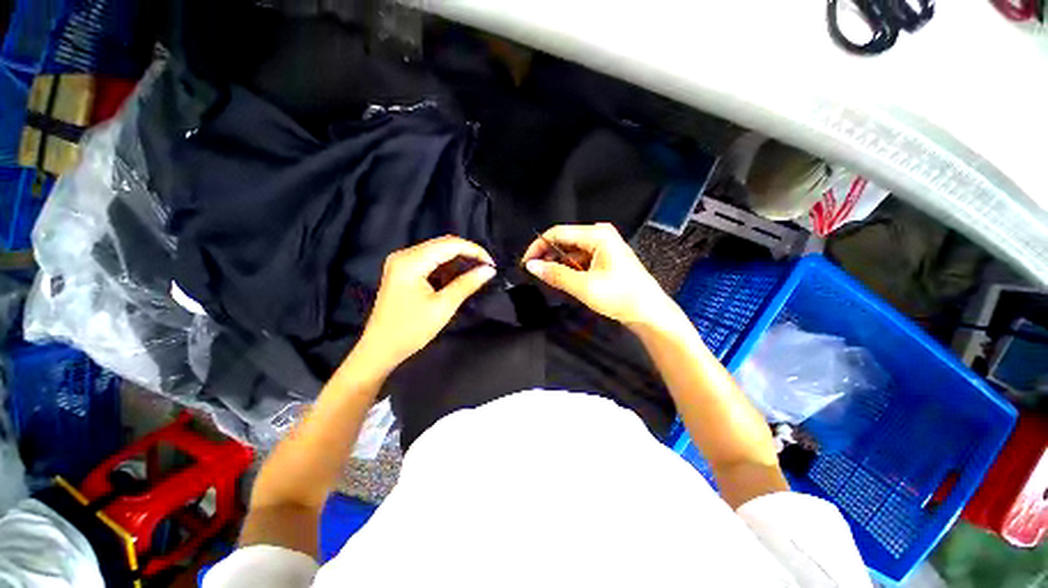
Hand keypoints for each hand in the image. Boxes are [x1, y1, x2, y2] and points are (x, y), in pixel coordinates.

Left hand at [355, 236, 495, 372]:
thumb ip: (467, 284)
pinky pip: (430, 261)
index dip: (474, 250)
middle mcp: (404, 255)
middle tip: (486, 269)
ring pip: (438, 252)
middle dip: (467, 254)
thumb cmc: (411, 329)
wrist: (381, 348)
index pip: (449, 244)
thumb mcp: (443, 306)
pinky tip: (458, 278)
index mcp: (411, 261)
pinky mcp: (403, 271)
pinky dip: (447, 268)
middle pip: (443, 245)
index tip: (492, 264)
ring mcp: (402, 262)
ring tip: (476, 273)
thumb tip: (489, 270)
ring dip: (458, 261)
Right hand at [522, 223, 678, 329]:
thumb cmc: (620, 296)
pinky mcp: (605, 258)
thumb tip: (531, 266)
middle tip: (535, 273)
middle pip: (564, 240)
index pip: (558, 233)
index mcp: (597, 235)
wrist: (649, 312)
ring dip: (558, 264)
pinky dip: (570, 268)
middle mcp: (600, 235)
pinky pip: (580, 259)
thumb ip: (556, 274)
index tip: (526, 263)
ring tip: (549, 279)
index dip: (539, 246)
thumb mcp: (584, 286)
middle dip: (548, 256)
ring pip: (571, 251)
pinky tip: (564, 280)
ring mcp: (603, 246)